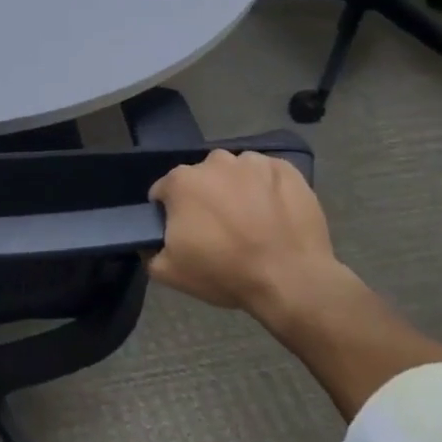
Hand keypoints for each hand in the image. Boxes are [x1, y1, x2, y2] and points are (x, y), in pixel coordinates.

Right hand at [148, 150, 359, 329]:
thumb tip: (150, 243)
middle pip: (201, 179)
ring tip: (251, 222)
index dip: (170, 214)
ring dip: (236, 190)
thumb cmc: (225, 272)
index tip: (184, 234)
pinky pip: (268, 175)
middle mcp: (214, 162)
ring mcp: (253, 163)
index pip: (164, 192)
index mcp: (181, 181)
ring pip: (235, 173)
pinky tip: (275, 215)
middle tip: (218, 231)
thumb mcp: (170, 273)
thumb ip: (149, 252)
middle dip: (204, 199)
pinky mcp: (287, 170)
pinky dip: (267, 189)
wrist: (291, 280)